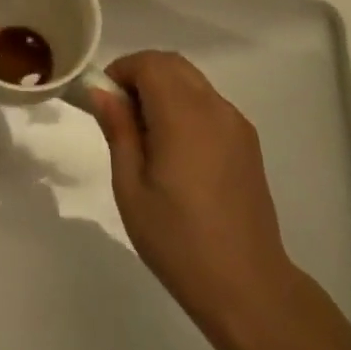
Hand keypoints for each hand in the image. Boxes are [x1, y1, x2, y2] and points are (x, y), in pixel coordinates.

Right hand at [89, 51, 302, 333]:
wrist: (247, 286)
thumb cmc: (177, 240)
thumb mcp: (130, 188)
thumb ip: (118, 130)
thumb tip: (102, 92)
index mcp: (183, 115)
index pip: (149, 63)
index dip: (121, 71)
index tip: (105, 101)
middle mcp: (214, 107)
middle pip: (172, 64)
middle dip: (141, 74)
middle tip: (120, 114)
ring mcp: (236, 123)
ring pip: (192, 81)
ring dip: (164, 89)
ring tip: (147, 136)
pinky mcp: (248, 141)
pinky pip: (209, 103)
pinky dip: (185, 106)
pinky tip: (176, 151)